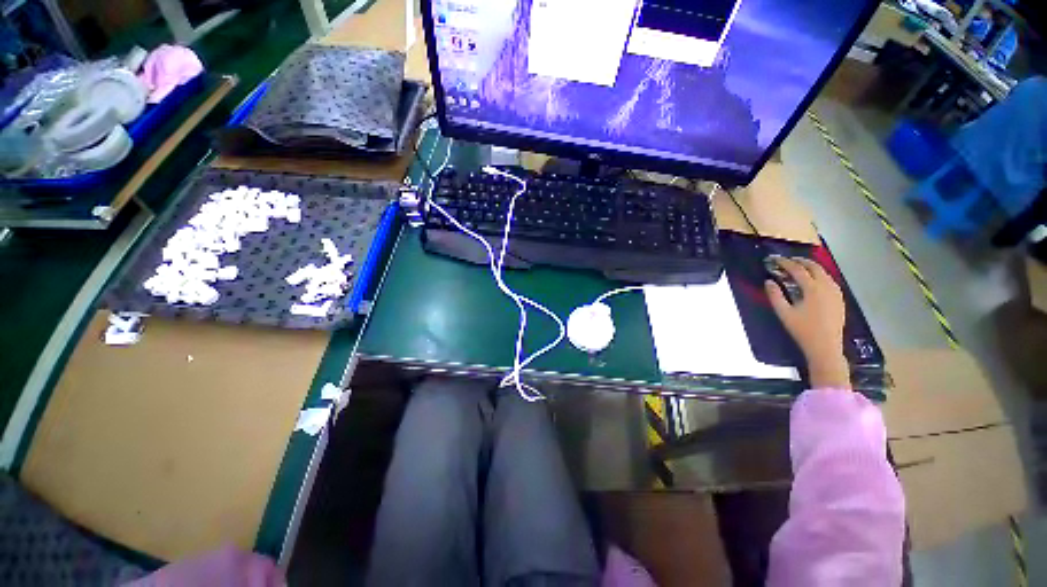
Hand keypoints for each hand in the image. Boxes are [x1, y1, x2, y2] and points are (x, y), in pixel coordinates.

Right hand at [765, 257, 849, 389]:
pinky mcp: (839, 299)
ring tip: (801, 267)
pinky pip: (830, 281)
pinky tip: (815, 280)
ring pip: (825, 273)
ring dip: (812, 267)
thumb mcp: (784, 313)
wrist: (825, 346)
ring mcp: (836, 293)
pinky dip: (820, 275)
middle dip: (801, 261)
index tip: (775, 259)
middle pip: (815, 267)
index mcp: (812, 289)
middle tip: (789, 260)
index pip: (798, 270)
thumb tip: (768, 281)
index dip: (785, 263)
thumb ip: (775, 295)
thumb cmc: (802, 330)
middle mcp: (827, 287)